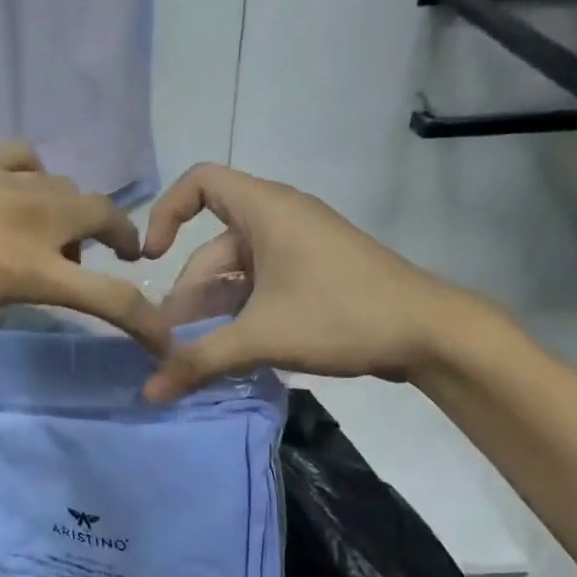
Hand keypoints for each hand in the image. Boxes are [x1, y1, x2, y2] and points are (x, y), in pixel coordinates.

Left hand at [0, 144, 168, 349]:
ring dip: (73, 207)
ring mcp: (1, 179)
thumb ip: (7, 292)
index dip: (145, 322)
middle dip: (120, 236)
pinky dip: (32, 175)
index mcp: (29, 268)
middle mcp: (30, 217)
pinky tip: (14, 187)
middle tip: (117, 253)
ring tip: (55, 225)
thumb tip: (21, 277)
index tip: (163, 341)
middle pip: (101, 215)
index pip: (109, 298)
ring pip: (64, 183)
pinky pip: (21, 156)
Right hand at [141, 164, 487, 400]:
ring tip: (195, 352)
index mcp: (265, 210)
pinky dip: (240, 310)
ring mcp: (300, 246)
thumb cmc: (339, 316)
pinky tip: (231, 348)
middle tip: (169, 340)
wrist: (428, 332)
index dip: (165, 212)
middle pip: (212, 243)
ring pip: (237, 269)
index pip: (199, 183)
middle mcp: (280, 218)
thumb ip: (199, 361)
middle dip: (187, 291)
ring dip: (212, 307)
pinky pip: (262, 282)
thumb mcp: (260, 337)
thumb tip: (148, 393)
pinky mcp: (314, 271)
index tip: (150, 258)